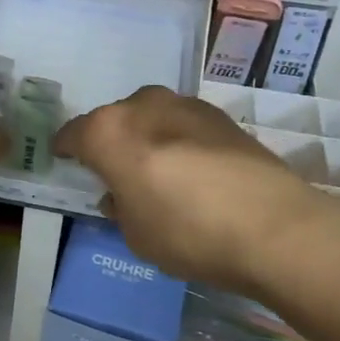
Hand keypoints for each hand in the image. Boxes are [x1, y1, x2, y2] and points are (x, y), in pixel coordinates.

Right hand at [54, 86, 339, 296]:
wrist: (274, 227)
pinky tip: (192, 169)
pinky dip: (178, 140)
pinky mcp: (220, 116)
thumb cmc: (187, 233)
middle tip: (116, 171)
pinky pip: (182, 124)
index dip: (66, 149)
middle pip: (114, 120)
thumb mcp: (136, 234)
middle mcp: (142, 106)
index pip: (73, 134)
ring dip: (147, 138)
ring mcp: (185, 105)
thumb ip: (120, 207)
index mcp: (109, 131)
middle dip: (110, 141)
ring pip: (150, 117)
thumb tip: (120, 195)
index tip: (65, 160)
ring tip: (157, 170)